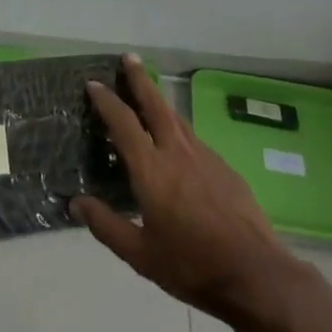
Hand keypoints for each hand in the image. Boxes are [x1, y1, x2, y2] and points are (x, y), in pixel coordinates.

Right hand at [72, 55, 307, 327]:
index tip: (93, 83)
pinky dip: (178, 129)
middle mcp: (177, 152)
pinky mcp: (224, 167)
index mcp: (151, 170)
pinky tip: (176, 143)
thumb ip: (106, 226)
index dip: (107, 101)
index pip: (123, 124)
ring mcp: (205, 156)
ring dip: (159, 101)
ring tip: (148, 93)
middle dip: (139, 79)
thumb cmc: (192, 265)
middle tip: (128, 58)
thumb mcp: (141, 255)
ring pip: (176, 118)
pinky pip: (193, 138)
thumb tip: (76, 203)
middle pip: (155, 105)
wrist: (254, 273)